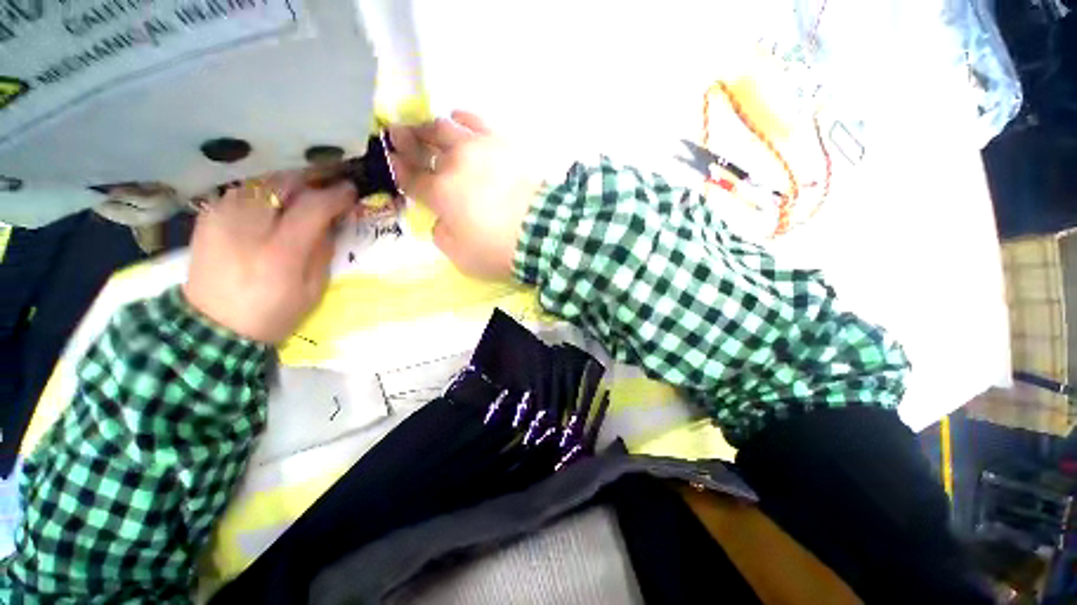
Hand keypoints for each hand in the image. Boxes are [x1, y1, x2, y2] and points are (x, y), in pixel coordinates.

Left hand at [184, 175, 356, 343]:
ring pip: (267, 181)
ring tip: (285, 205)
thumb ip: (323, 253)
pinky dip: (256, 197)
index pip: (317, 203)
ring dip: (282, 189)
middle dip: (310, 183)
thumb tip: (330, 222)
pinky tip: (256, 216)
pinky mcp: (211, 212)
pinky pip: (243, 190)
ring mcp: (227, 212)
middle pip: (291, 180)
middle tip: (318, 194)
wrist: (211, 328)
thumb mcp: (307, 296)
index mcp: (281, 251)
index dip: (338, 194)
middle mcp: (253, 221)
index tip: (348, 193)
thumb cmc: (265, 316)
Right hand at [388, 111, 541, 279]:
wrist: (544, 228)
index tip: (386, 154)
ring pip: (446, 128)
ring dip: (430, 126)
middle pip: (423, 144)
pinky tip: (455, 115)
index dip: (395, 165)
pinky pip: (477, 121)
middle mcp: (453, 163)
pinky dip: (463, 117)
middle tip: (395, 130)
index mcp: (438, 193)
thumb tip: (442, 217)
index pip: (409, 175)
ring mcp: (478, 147)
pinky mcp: (502, 141)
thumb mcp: (458, 254)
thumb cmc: (498, 247)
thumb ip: (442, 232)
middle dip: (405, 137)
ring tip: (423, 125)